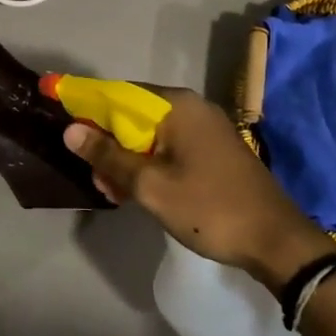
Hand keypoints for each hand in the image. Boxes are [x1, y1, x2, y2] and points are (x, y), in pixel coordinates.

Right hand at [64, 89, 335, 293]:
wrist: (276, 241)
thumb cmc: (210, 208)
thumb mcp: (151, 186)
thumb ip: (109, 156)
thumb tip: (71, 129)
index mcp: (176, 106)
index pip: (117, 93)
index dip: (85, 103)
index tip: (59, 111)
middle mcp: (191, 107)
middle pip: (133, 114)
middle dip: (107, 143)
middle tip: (95, 178)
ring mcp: (205, 129)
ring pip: (149, 134)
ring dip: (126, 159)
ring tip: (112, 192)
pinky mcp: (213, 150)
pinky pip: (168, 147)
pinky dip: (148, 164)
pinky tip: (137, 192)